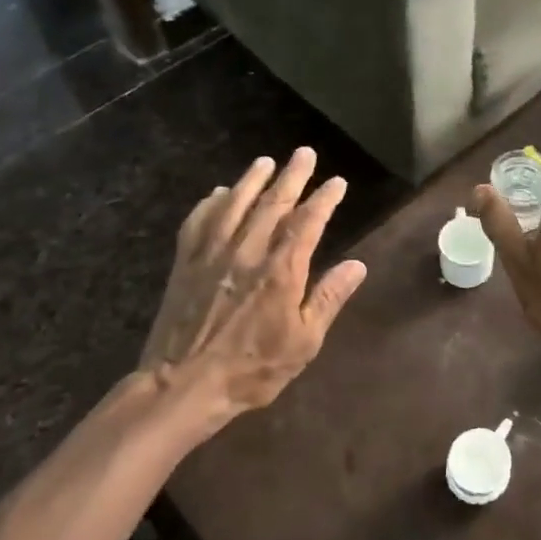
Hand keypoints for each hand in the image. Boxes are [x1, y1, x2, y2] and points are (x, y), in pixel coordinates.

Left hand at [133, 148, 366, 440]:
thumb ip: (329, 298)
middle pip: (272, 204)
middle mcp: (247, 252)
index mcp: (281, 270)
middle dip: (291, 177)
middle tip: (304, 154)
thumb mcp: (304, 342)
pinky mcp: (184, 265)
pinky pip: (197, 223)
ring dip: (251, 181)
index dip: (324, 199)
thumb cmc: (253, 368)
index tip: (336, 182)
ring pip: (234, 205)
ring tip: (265, 162)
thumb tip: (357, 265)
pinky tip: (217, 194)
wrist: (183, 385)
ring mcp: (211, 255)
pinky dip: (209, 204)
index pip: (308, 223)